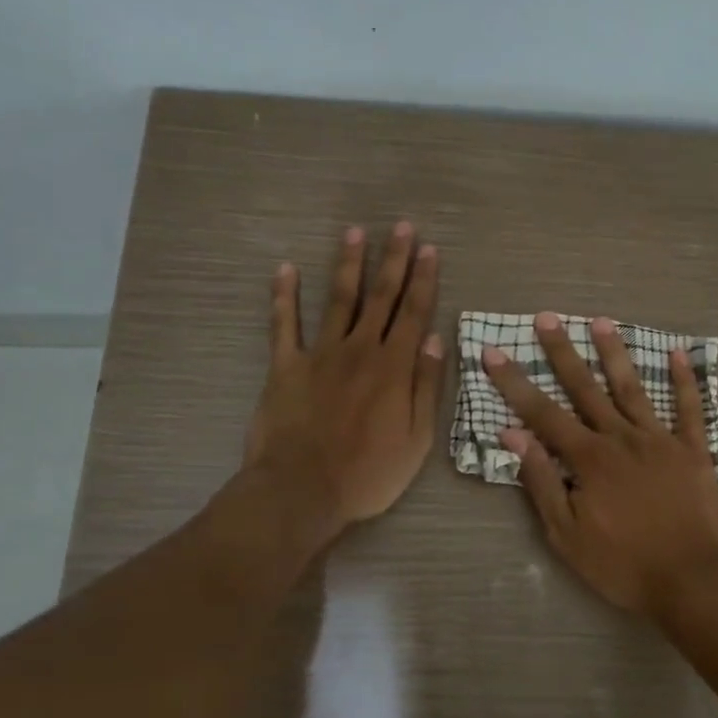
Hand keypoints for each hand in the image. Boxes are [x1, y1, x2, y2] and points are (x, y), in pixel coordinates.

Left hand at [242, 223, 444, 529]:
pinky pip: (283, 325)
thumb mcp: (417, 439)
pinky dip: (284, 296)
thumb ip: (426, 386)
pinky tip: (285, 269)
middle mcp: (360, 350)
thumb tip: (434, 339)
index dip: (424, 280)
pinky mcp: (285, 366)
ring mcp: (320, 354)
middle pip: (380, 297)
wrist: (302, 491)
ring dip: (348, 265)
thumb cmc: (368, 473)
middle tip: (401, 226)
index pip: (414, 313)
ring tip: (354, 232)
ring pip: (338, 300)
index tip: (429, 249)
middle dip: (393, 260)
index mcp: (394, 367)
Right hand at [481, 312, 717, 616]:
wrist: (691, 581)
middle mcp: (622, 438)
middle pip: (586, 388)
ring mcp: (661, 440)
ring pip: (633, 388)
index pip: (543, 413)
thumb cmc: (622, 564)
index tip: (494, 352)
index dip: (515, 382)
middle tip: (547, 319)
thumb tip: (513, 434)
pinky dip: (685, 381)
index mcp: (589, 458)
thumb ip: (540, 480)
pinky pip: (690, 409)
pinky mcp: (694, 450)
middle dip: (563, 353)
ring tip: (600, 321)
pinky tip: (679, 353)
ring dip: (615, 353)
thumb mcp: (566, 534)